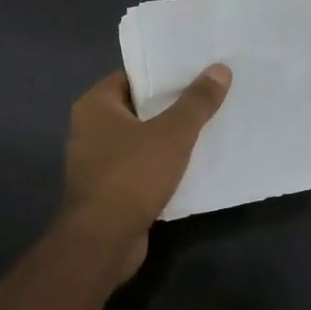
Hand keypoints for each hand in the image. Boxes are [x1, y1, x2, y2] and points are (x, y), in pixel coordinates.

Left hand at [58, 65, 231, 278]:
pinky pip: (142, 165)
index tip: (198, 68)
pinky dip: (164, 163)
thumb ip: (197, 101)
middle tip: (211, 93)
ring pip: (142, 138)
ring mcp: (98, 161)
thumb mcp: (173, 133)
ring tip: (210, 124)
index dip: (165, 72)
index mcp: (95, 105)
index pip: (133, 75)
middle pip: (139, 106)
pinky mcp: (110, 189)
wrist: (103, 242)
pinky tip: (195, 162)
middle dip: (173, 103)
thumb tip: (220, 69)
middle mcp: (90, 128)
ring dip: (170, 135)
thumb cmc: (132, 175)